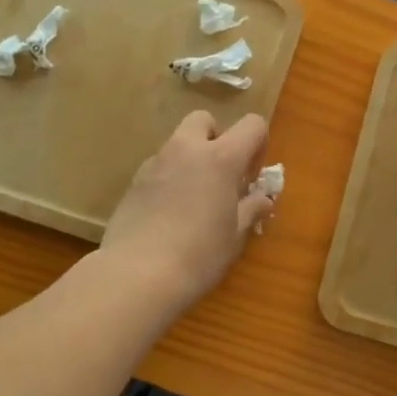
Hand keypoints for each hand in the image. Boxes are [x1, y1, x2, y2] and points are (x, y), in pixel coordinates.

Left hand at [101, 111, 272, 308]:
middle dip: (216, 139)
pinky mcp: (133, 182)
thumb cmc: (199, 255)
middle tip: (220, 176)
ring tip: (194, 201)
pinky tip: (169, 215)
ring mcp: (155, 163)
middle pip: (204, 120)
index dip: (258, 145)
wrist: (137, 275)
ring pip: (178, 144)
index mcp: (220, 158)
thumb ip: (251, 209)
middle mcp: (186, 150)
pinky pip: (158, 168)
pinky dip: (169, 180)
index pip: (251, 125)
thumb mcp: (235, 236)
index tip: (252, 178)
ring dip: (191, 160)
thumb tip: (263, 199)